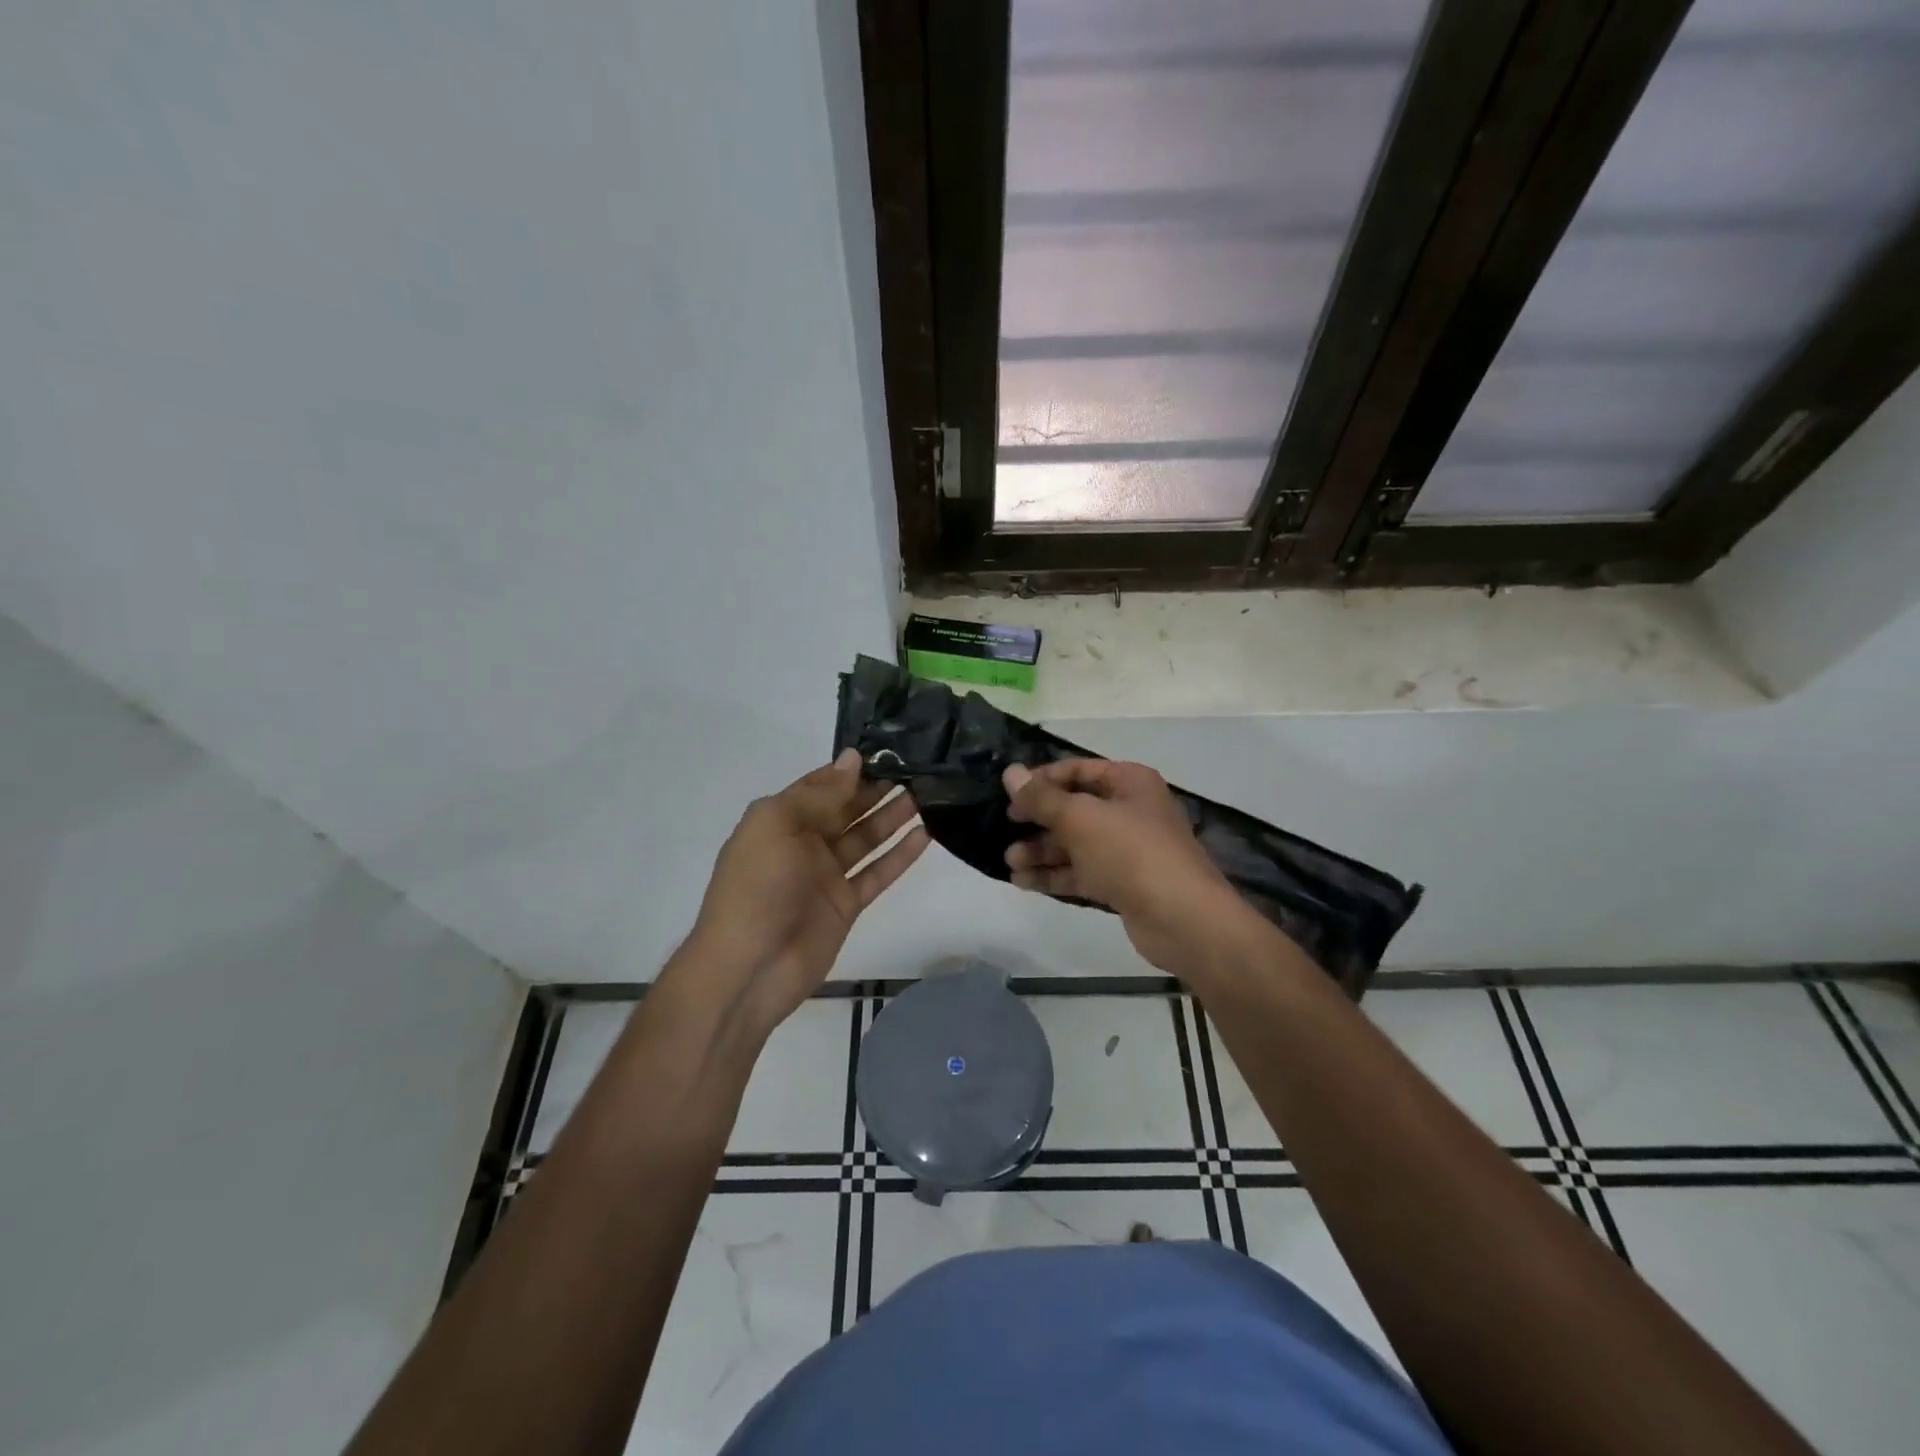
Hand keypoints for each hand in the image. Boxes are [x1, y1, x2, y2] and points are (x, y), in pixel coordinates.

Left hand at [679, 750, 927, 1037]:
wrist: (749, 968)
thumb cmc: (757, 887)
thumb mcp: (777, 826)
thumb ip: (819, 794)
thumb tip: (853, 758)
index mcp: (780, 820)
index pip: (821, 785)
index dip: (851, 770)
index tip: (889, 751)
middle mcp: (803, 843)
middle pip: (847, 810)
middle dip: (877, 790)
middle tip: (918, 771)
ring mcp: (826, 876)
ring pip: (866, 839)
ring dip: (893, 818)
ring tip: (928, 796)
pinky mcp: (846, 905)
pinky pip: (877, 874)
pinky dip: (899, 856)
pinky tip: (925, 836)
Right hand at [1003, 759, 1244, 972]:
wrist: (1182, 919)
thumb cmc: (1131, 853)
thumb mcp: (1081, 818)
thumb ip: (1042, 797)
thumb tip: (1010, 773)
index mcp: (1129, 783)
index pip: (1078, 770)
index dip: (1042, 780)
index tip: (1010, 795)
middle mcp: (1130, 811)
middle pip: (1075, 808)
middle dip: (1038, 820)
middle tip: (1005, 829)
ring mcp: (1127, 850)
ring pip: (1075, 844)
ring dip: (1042, 851)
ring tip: (1009, 861)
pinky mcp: (1122, 884)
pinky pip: (1082, 873)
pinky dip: (1054, 875)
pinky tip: (1024, 881)